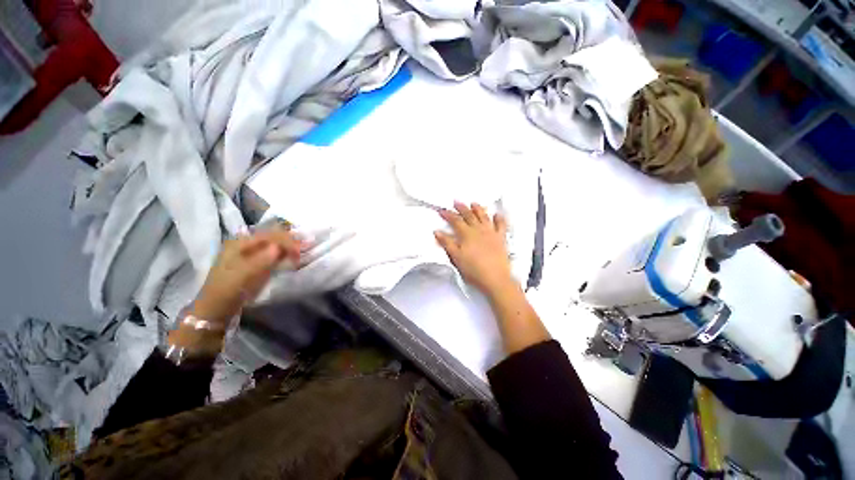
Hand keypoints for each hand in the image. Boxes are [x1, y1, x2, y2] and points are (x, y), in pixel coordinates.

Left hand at [190, 226, 304, 325]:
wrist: (217, 308)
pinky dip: (285, 253)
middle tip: (307, 246)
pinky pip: (274, 253)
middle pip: (272, 237)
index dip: (286, 240)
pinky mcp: (256, 263)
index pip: (269, 235)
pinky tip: (293, 256)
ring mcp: (251, 253)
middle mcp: (246, 244)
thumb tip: (279, 247)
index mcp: (239, 243)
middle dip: (290, 240)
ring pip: (275, 243)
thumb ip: (261, 260)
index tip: (301, 249)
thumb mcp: (243, 275)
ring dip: (289, 246)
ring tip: (303, 250)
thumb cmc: (228, 290)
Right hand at [435, 202, 515, 295]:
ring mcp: (491, 233)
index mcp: (467, 234)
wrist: (495, 278)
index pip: (455, 220)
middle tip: (456, 202)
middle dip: (461, 208)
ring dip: (478, 209)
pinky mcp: (501, 238)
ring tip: (473, 203)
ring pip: (484, 216)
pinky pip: (501, 225)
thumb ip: (447, 243)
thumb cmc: (474, 269)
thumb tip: (437, 232)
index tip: (442, 211)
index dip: (448, 214)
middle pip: (469, 215)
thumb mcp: (456, 257)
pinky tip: (497, 215)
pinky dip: (499, 218)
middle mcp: (479, 230)